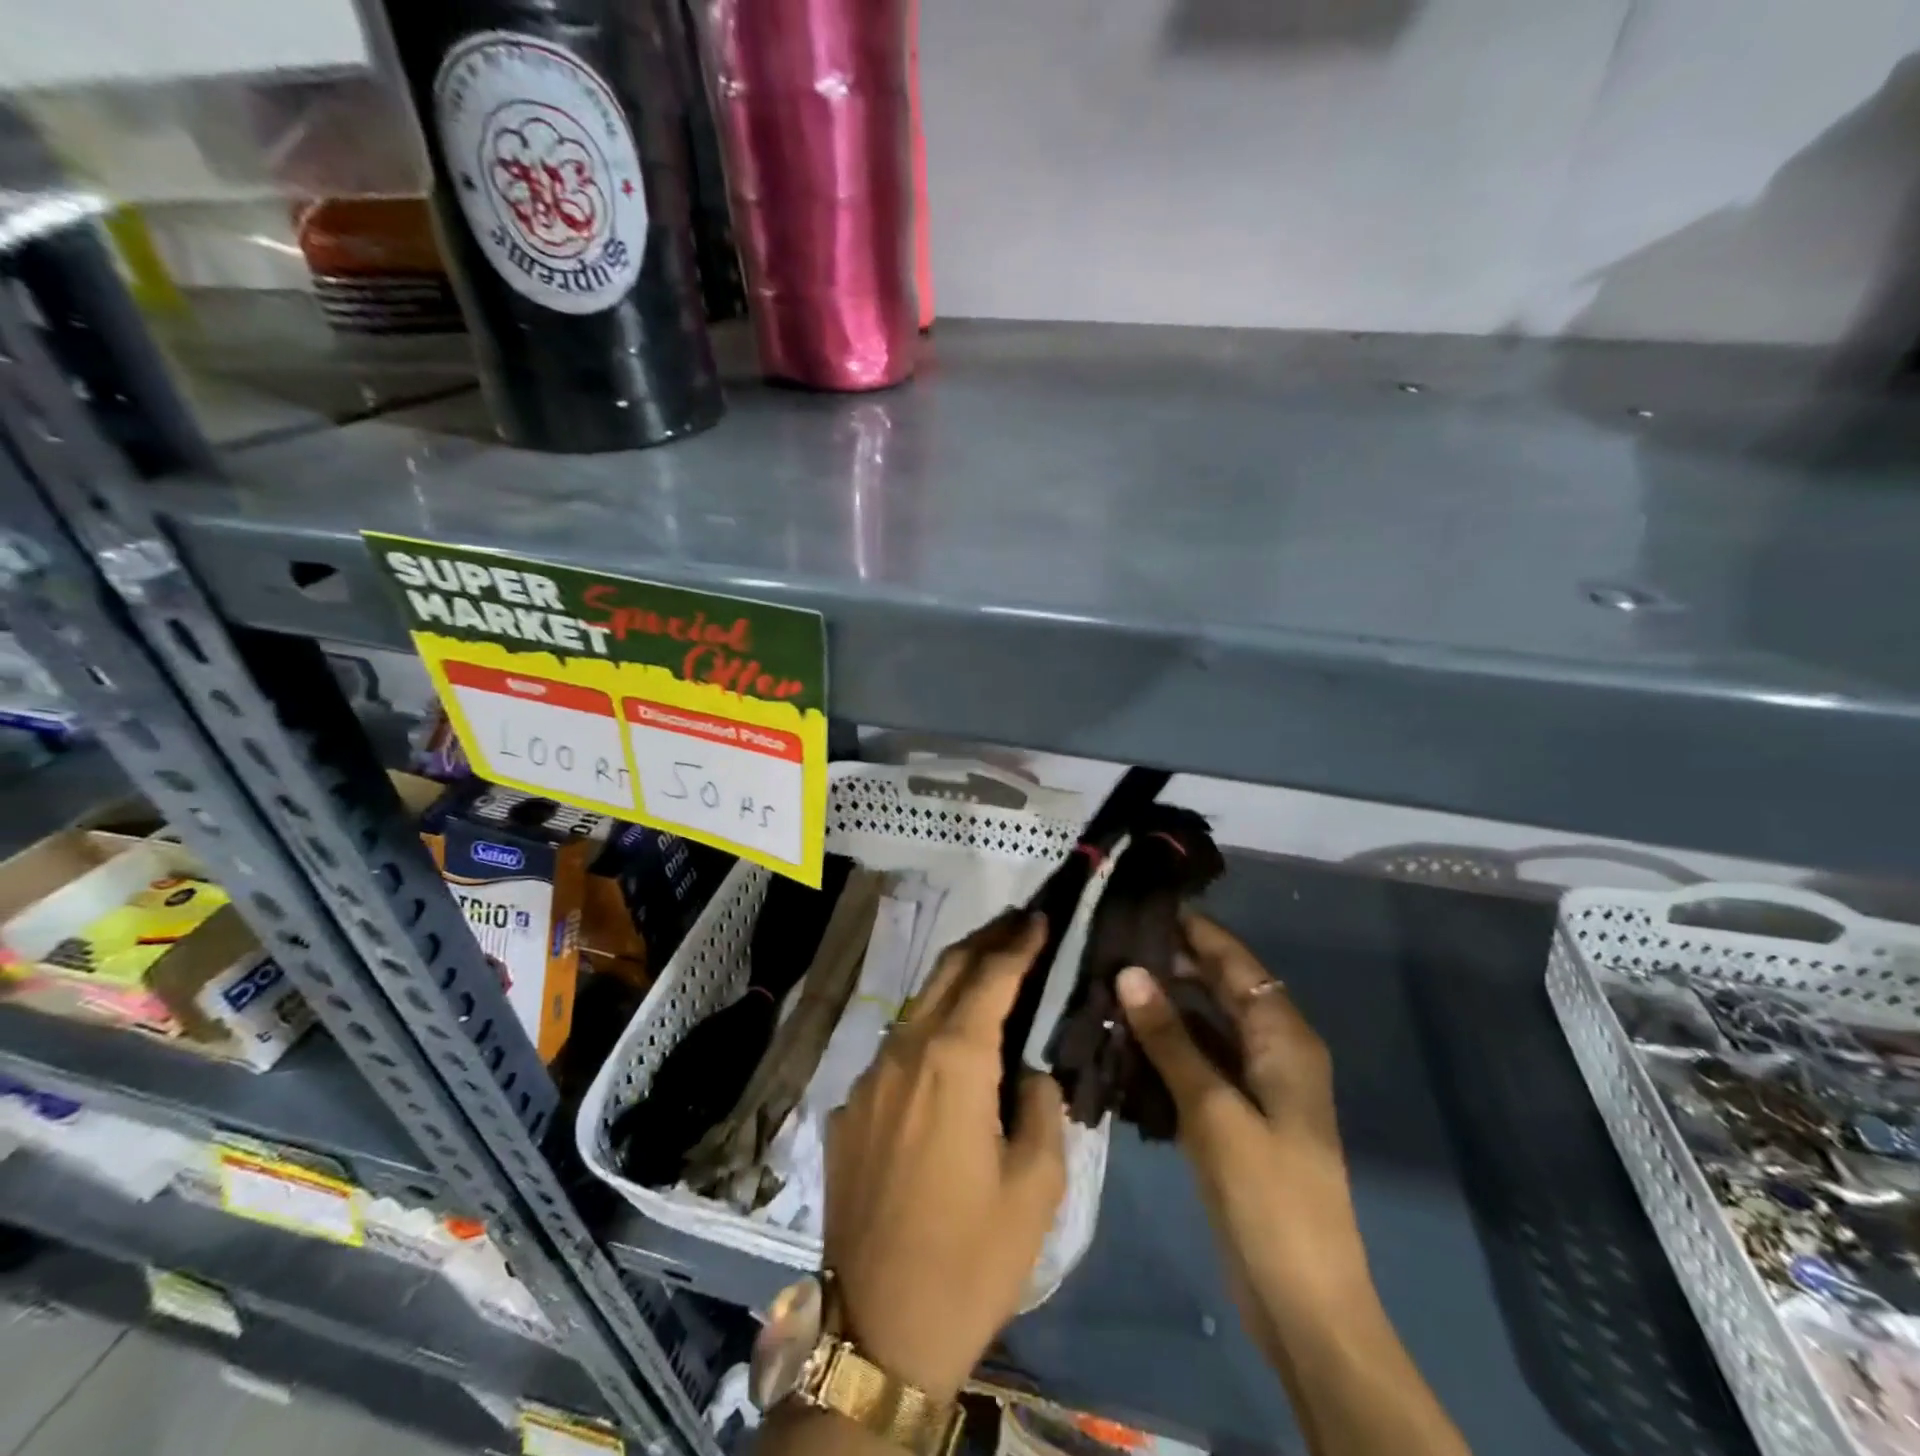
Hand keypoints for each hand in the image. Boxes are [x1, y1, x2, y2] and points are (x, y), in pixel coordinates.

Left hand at [824, 912, 1066, 1402]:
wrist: (879, 1328)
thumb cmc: (972, 1256)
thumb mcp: (1036, 1185)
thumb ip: (1042, 1107)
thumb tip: (1029, 1072)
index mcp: (954, 1060)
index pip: (991, 977)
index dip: (1018, 942)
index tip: (1038, 916)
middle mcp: (904, 1051)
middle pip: (946, 971)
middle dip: (984, 940)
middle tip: (1016, 923)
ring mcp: (868, 1078)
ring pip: (918, 1007)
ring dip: (954, 982)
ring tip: (989, 974)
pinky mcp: (848, 1109)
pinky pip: (895, 1053)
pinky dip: (927, 1033)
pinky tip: (946, 1054)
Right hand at [1116, 915, 1372, 1350]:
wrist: (1304, 1303)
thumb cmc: (1267, 1196)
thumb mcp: (1213, 1110)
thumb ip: (1170, 1038)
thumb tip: (1130, 971)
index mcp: (1283, 1037)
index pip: (1235, 962)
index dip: (1194, 931)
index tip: (1144, 905)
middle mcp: (1274, 1049)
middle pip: (1221, 988)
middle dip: (1172, 965)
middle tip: (1110, 944)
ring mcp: (1257, 1085)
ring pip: (1206, 1025)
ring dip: (1165, 1007)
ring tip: (1107, 983)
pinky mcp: (1239, 1115)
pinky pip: (1200, 1062)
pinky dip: (1168, 1047)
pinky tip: (1125, 1040)